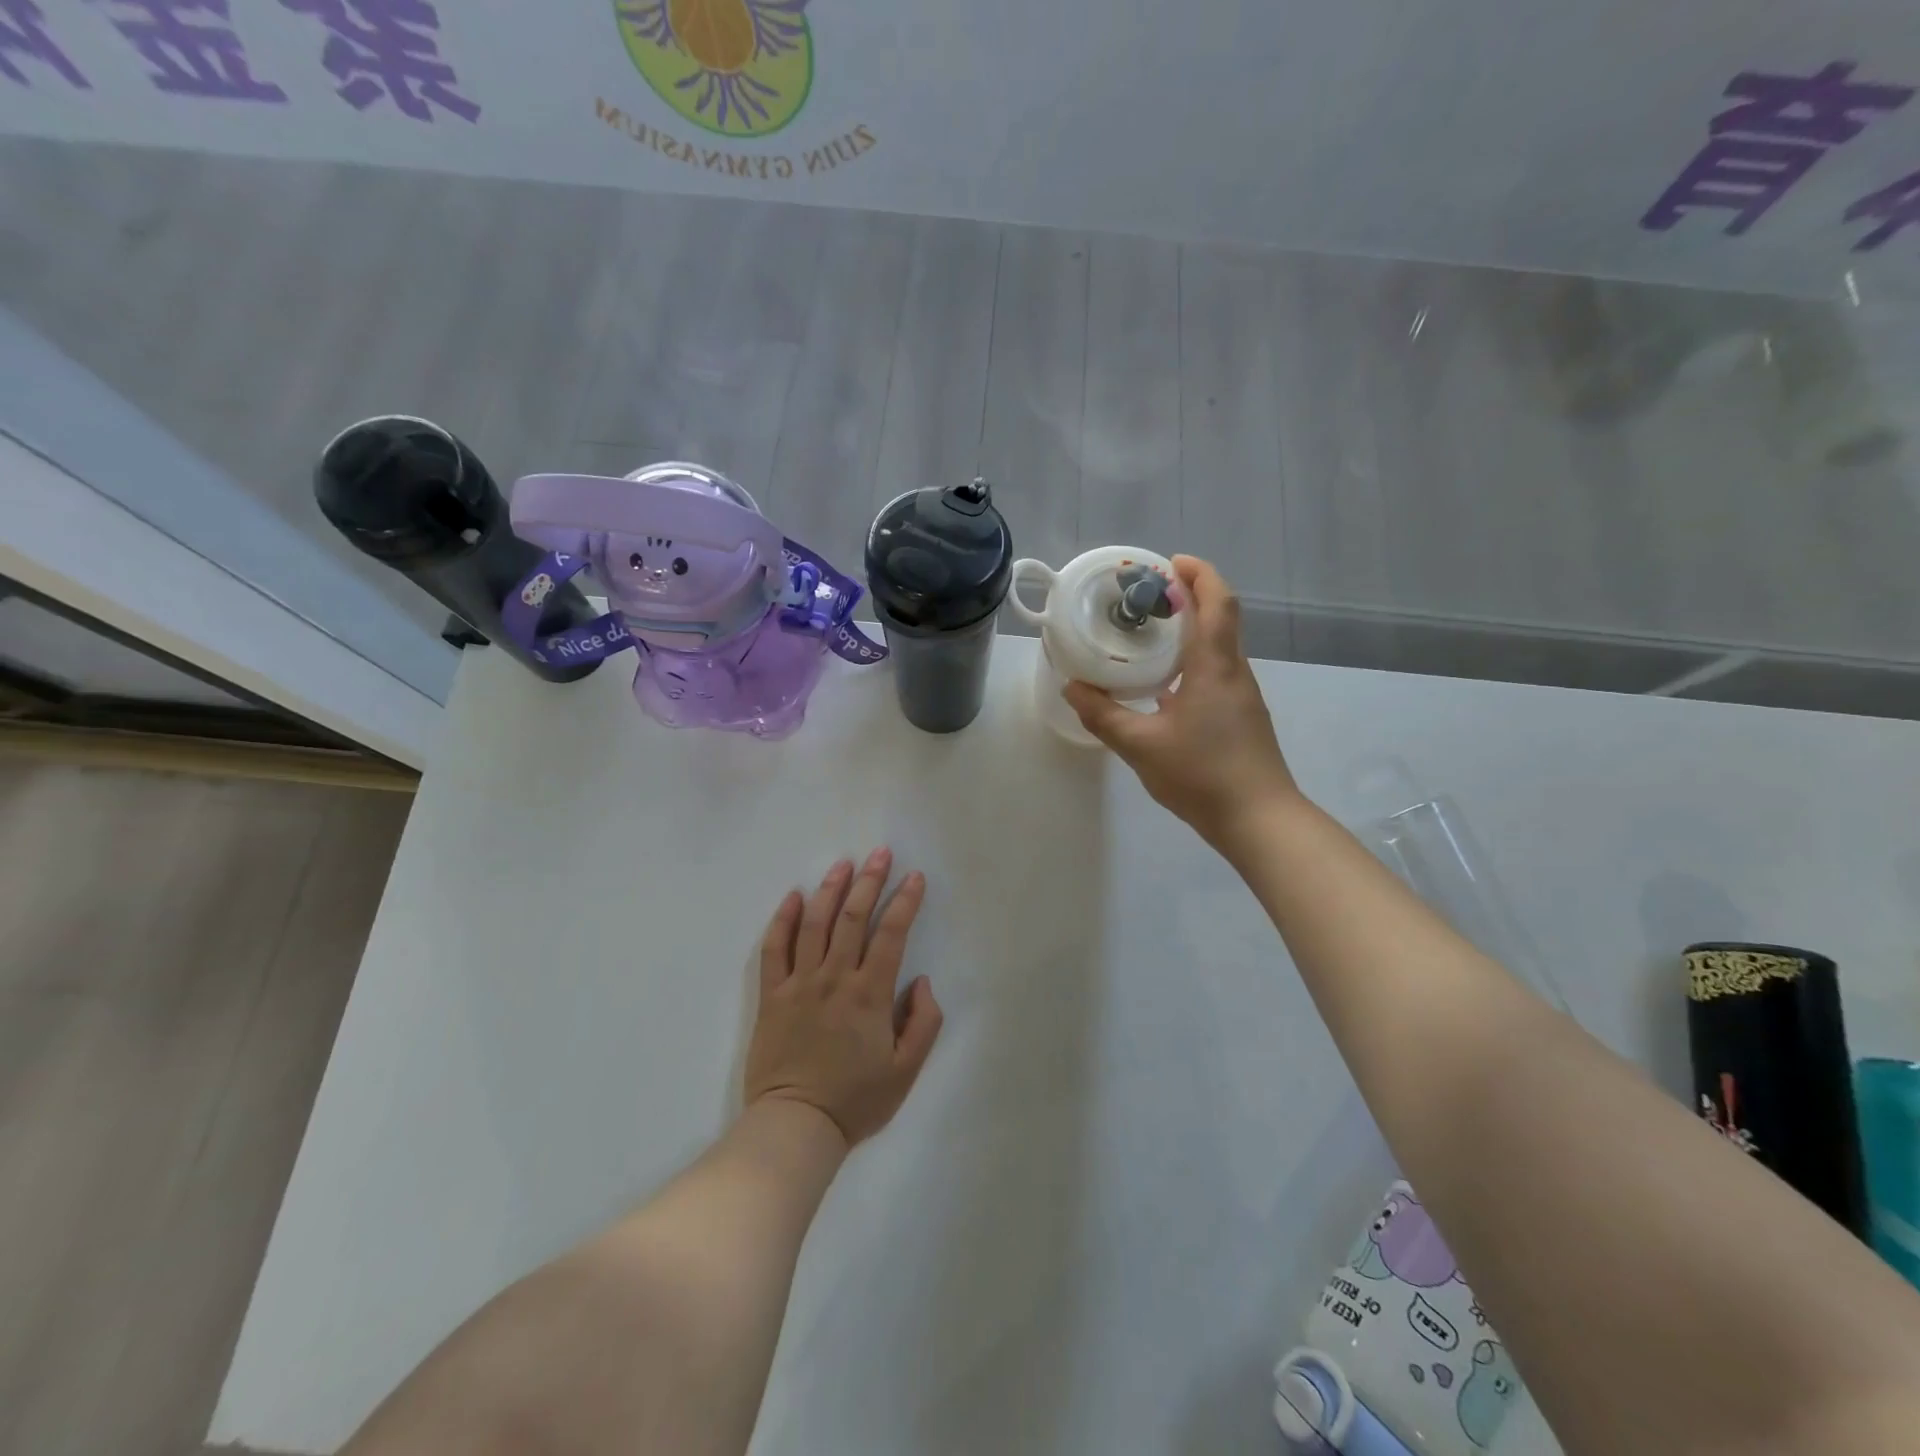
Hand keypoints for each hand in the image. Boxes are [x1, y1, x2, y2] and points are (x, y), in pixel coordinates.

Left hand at [744, 850, 942, 1147]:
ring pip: (814, 924)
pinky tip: (793, 896)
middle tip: (880, 853)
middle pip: (852, 918)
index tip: (915, 877)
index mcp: (870, 994)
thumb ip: (923, 1023)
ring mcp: (799, 983)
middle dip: (869, 881)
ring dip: (830, 889)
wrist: (795, 1126)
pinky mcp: (772, 995)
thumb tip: (922, 982)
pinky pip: (774, 949)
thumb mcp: (906, 1071)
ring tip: (843, 864)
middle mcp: (835, 978)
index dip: (905, 901)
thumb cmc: (855, 1101)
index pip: (891, 934)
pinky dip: (783, 919)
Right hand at [1064, 555, 1300, 848]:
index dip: (1198, 574)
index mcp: (1214, 667)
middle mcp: (1234, 672)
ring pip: (1220, 645)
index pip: (1217, 603)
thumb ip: (1103, 715)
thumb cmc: (1201, 774)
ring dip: (1192, 628)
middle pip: (1221, 617)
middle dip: (1191, 595)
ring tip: (1150, 633)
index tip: (1169, 563)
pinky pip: (1217, 671)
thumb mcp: (1140, 745)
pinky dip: (1193, 659)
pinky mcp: (1241, 716)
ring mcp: (1241, 695)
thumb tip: (1072, 688)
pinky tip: (1163, 684)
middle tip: (1149, 594)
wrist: (1258, 819)